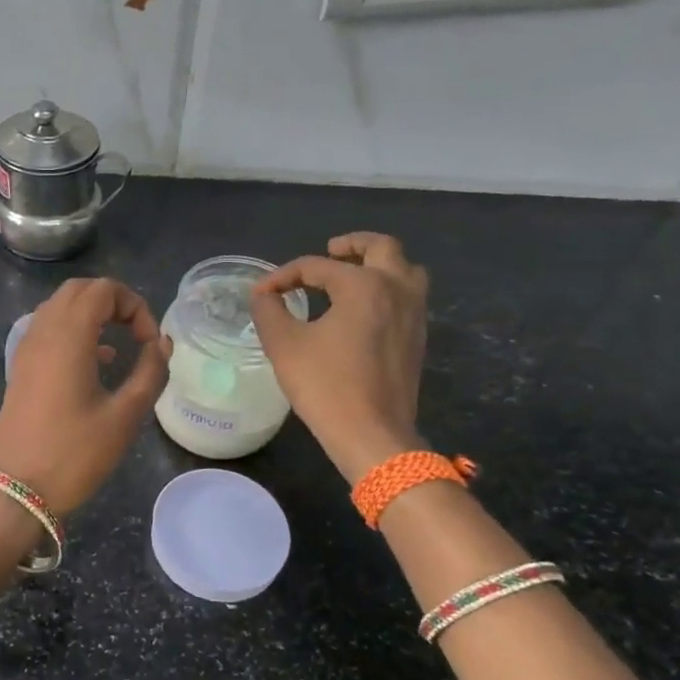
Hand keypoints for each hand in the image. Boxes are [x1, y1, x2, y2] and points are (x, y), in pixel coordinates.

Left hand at [0, 278, 171, 515]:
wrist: (15, 490)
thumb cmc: (73, 454)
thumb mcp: (124, 416)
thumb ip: (150, 373)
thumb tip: (162, 344)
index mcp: (68, 335)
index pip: (103, 290)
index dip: (135, 306)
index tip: (151, 342)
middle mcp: (42, 332)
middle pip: (78, 291)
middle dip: (113, 302)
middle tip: (137, 334)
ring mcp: (26, 349)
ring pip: (59, 309)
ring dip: (91, 316)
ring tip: (120, 346)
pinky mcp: (20, 369)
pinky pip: (48, 331)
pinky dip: (74, 333)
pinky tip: (96, 363)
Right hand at [249, 232, 427, 481]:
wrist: (372, 434)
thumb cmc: (326, 385)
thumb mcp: (284, 345)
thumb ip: (269, 311)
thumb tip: (263, 295)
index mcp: (364, 285)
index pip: (317, 266)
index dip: (284, 276)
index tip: (261, 294)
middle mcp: (396, 290)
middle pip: (381, 247)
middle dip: (351, 245)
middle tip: (328, 252)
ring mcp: (414, 314)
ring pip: (405, 270)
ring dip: (378, 264)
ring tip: (350, 276)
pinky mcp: (418, 338)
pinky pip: (408, 296)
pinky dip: (386, 289)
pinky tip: (361, 310)